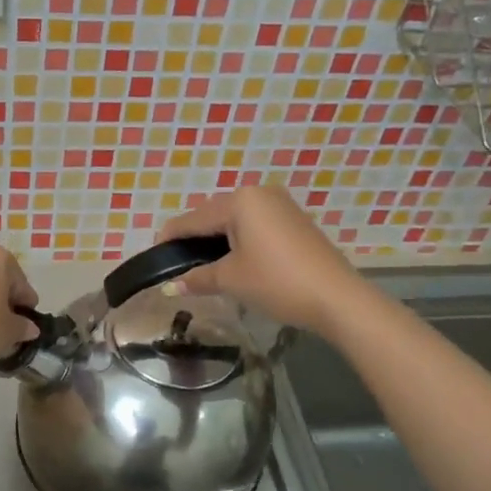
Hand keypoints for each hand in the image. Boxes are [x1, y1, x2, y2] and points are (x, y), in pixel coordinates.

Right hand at [157, 186, 361, 333]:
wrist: (336, 297)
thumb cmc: (276, 282)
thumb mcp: (231, 279)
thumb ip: (197, 278)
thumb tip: (170, 286)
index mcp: (239, 201)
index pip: (192, 218)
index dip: (170, 238)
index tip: (154, 257)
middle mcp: (259, 193)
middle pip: (213, 215)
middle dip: (194, 239)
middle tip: (178, 266)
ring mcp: (280, 204)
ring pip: (235, 220)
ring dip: (217, 240)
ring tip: (202, 266)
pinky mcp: (294, 220)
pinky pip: (255, 225)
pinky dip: (239, 240)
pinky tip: (233, 261)